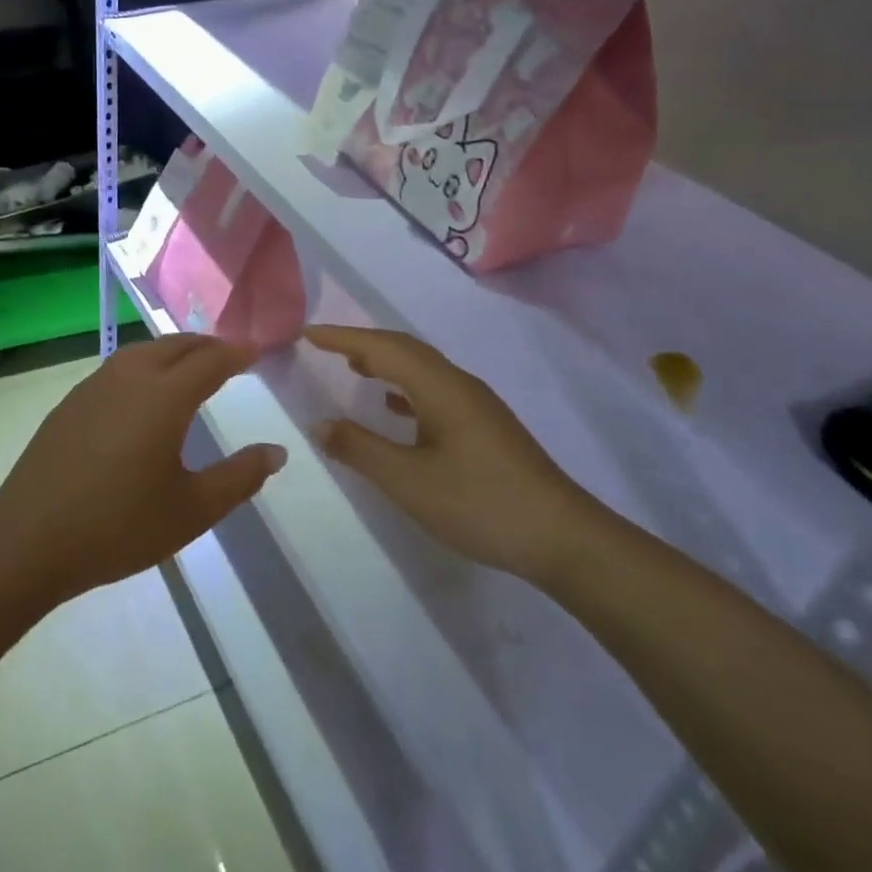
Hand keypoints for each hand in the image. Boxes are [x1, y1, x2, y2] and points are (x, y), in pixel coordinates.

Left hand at [0, 335, 287, 601]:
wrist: (29, 540)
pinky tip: (143, 393)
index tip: (258, 351)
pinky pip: (119, 366)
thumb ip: (239, 477)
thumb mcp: (192, 510)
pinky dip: (145, 364)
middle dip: (207, 345)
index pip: (211, 360)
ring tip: (192, 368)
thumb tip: (276, 451)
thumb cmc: (119, 527)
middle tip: (230, 357)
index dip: (238, 353)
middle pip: (176, 345)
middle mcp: (130, 377)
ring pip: (144, 351)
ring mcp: (95, 385)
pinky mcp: (71, 401)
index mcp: (164, 397)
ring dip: (174, 351)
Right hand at [304, 325, 601, 584]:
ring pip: (422, 369)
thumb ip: (361, 449)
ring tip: (354, 368)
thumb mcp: (409, 481)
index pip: (383, 347)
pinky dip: (406, 388)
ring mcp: (477, 405)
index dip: (343, 337)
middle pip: (405, 349)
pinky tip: (396, 408)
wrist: (562, 537)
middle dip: (362, 343)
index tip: (308, 333)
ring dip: (385, 363)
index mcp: (440, 387)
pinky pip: (434, 390)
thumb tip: (320, 423)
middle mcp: (459, 384)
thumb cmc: (480, 503)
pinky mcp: (485, 426)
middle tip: (325, 346)